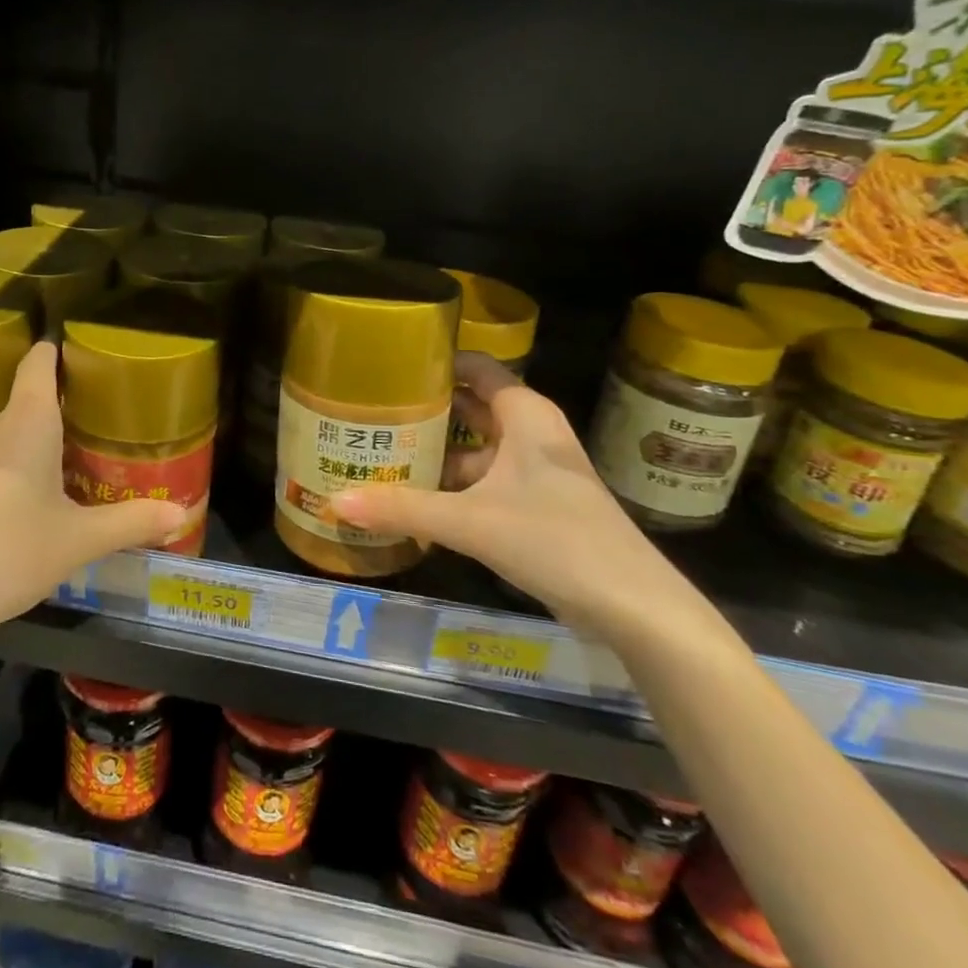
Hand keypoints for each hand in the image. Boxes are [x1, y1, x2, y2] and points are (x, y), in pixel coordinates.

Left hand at [0, 341, 187, 642]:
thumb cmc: (5, 552)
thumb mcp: (77, 541)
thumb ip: (131, 522)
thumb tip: (181, 515)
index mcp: (27, 420)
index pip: (40, 360)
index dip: (62, 349)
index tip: (92, 355)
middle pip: (32, 398)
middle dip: (67, 407)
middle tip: (106, 424)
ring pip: (12, 433)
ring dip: (42, 442)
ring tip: (79, 462)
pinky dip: (18, 466)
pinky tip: (34, 501)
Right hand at [333, 353, 710, 644]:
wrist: (632, 605)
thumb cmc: (555, 539)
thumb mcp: (471, 521)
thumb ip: (403, 509)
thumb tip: (335, 501)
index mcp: (524, 415)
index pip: (476, 367)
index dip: (436, 362)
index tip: (390, 366)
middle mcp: (531, 433)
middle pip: (471, 407)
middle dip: (427, 409)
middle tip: (373, 411)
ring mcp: (536, 471)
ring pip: (477, 448)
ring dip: (437, 452)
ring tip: (384, 453)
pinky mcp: (537, 505)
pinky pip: (485, 481)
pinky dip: (454, 484)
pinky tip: (417, 499)